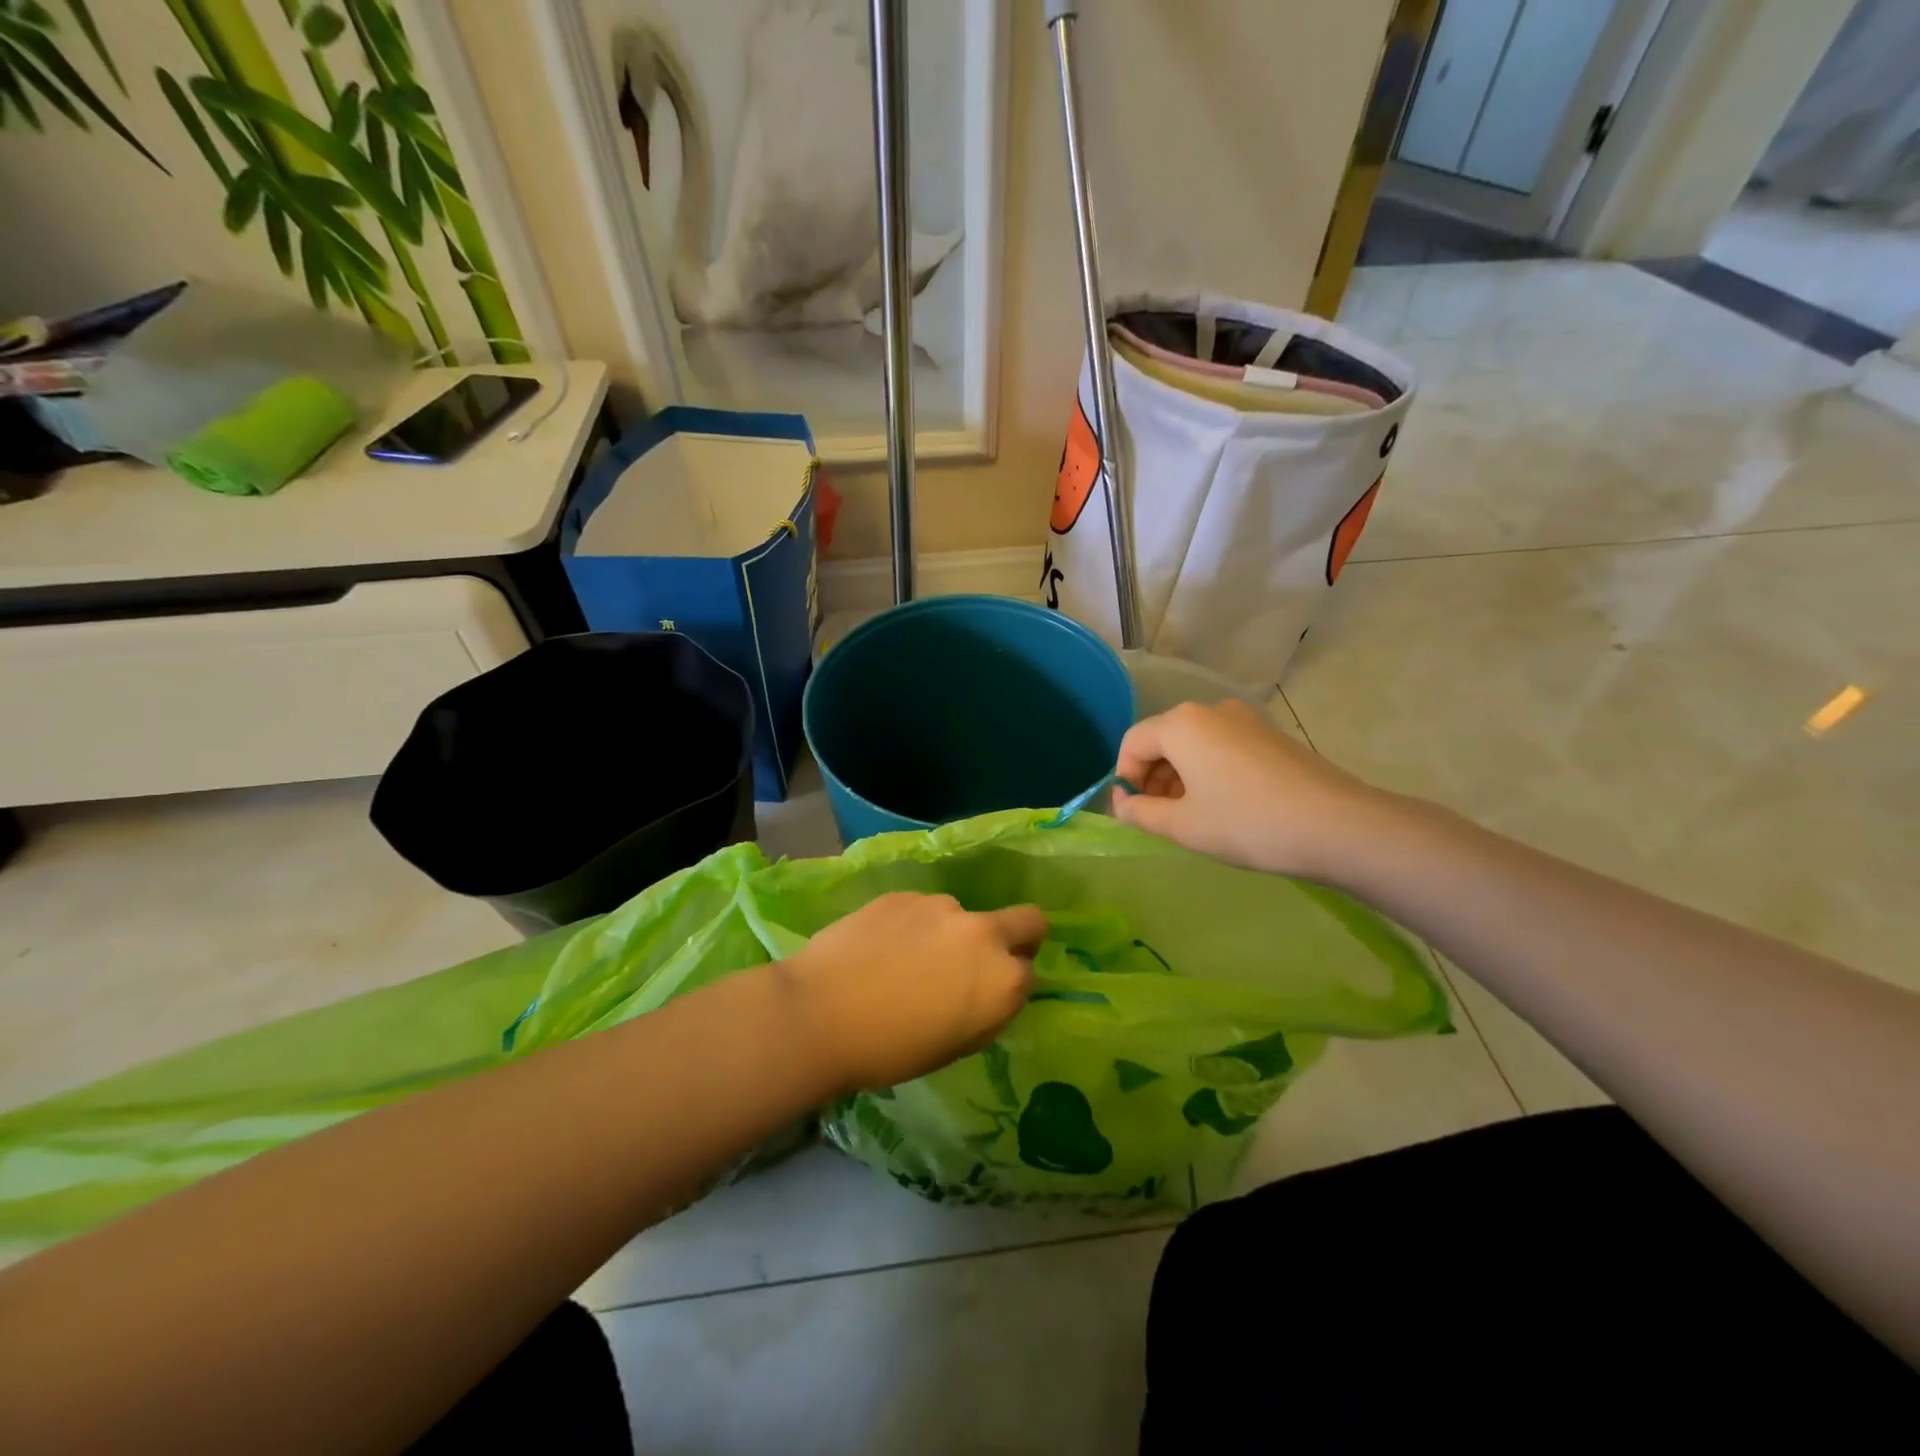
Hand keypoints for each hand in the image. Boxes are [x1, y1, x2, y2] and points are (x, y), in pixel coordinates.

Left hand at [781, 893, 1044, 1091]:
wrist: (820, 1014)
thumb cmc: (890, 1050)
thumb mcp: (954, 1046)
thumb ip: (984, 1010)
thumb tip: (983, 991)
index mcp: (1004, 980)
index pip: (1029, 972)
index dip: (1009, 984)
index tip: (985, 996)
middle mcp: (983, 934)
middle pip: (1026, 920)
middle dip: (1016, 936)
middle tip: (973, 962)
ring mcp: (942, 907)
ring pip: (962, 916)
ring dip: (949, 934)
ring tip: (905, 961)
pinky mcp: (904, 894)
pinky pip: (922, 910)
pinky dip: (912, 925)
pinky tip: (880, 948)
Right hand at [1111, 699, 1388, 879]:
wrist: (1337, 825)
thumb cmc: (1247, 823)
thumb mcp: (1182, 826)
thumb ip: (1139, 812)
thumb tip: (1122, 803)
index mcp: (1182, 724)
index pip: (1133, 743)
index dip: (1123, 779)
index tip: (1132, 813)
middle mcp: (1210, 710)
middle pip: (1163, 739)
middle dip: (1152, 778)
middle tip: (1159, 818)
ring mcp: (1245, 719)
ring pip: (1193, 744)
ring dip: (1180, 777)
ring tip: (1191, 817)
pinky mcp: (1269, 735)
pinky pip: (1221, 747)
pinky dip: (1208, 772)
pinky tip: (1224, 806)